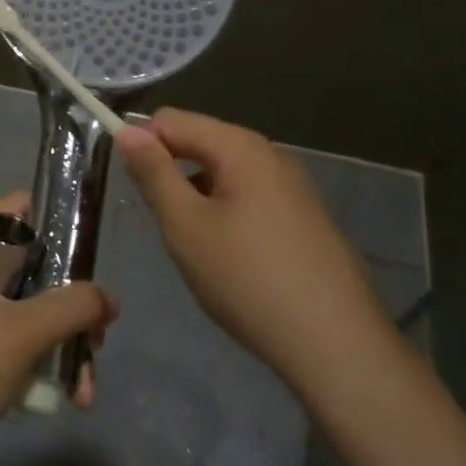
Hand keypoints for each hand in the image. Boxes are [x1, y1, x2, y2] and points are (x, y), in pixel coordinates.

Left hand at [0, 191, 118, 465]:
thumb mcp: (24, 332)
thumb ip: (73, 306)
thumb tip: (109, 299)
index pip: (21, 205)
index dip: (60, 220)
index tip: (92, 256)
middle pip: (35, 261)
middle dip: (72, 299)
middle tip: (98, 334)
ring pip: (31, 304)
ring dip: (64, 338)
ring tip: (86, 384)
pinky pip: (18, 334)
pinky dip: (44, 356)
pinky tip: (69, 394)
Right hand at [114, 109, 385, 384]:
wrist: (338, 345)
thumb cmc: (248, 280)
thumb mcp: (186, 226)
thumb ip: (153, 173)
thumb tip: (127, 130)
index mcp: (241, 147)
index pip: (172, 120)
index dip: (142, 145)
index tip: (132, 190)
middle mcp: (271, 155)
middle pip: (201, 143)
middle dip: (172, 175)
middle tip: (169, 229)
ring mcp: (294, 187)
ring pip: (225, 175)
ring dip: (198, 199)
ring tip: (199, 251)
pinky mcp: (306, 218)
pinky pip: (250, 199)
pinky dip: (227, 216)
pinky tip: (233, 263)